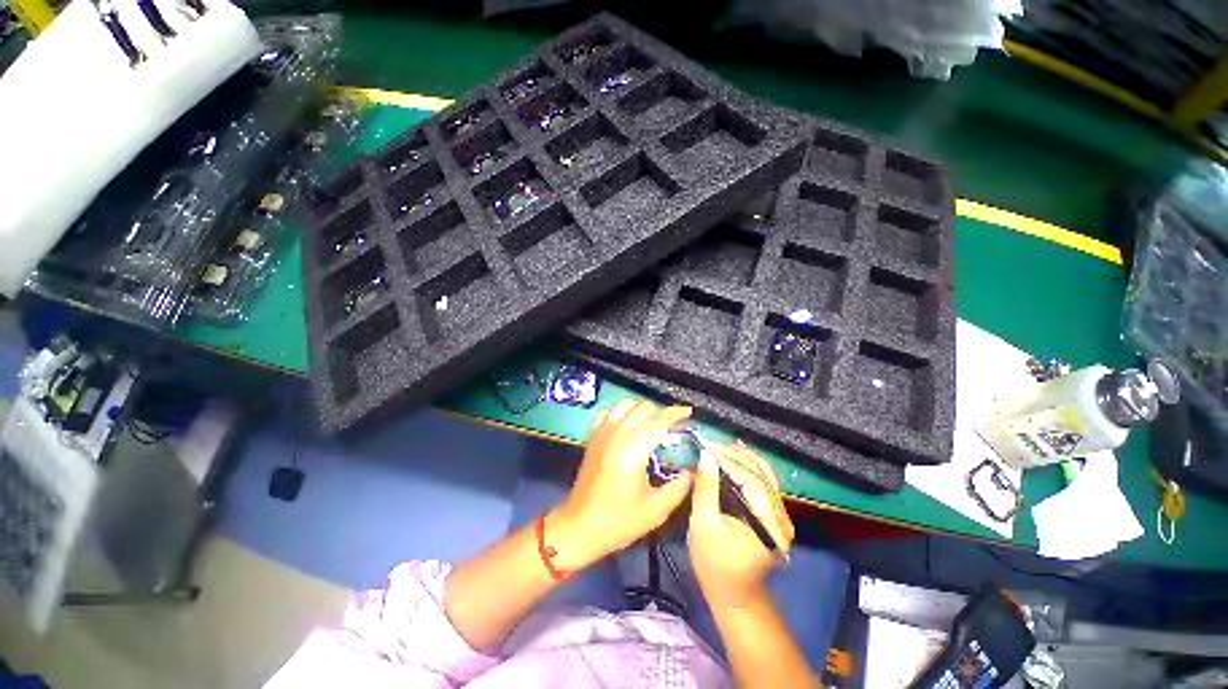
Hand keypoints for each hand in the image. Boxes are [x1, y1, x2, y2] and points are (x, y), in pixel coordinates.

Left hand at [551, 399, 693, 570]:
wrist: (580, 526)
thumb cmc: (619, 520)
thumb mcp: (656, 509)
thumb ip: (679, 486)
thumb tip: (695, 470)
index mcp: (634, 448)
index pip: (659, 420)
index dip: (676, 413)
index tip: (689, 413)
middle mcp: (617, 432)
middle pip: (643, 407)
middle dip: (662, 412)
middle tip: (674, 426)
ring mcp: (602, 431)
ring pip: (625, 403)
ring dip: (642, 407)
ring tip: (653, 421)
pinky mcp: (593, 435)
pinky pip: (608, 410)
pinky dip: (622, 409)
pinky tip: (628, 421)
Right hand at [689, 441, 794, 608]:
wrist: (733, 594)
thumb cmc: (714, 564)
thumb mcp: (704, 526)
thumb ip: (706, 488)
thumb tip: (705, 455)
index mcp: (769, 525)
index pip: (751, 479)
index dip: (727, 459)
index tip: (705, 444)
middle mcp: (781, 516)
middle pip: (760, 472)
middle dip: (733, 454)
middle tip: (708, 443)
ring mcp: (780, 514)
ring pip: (764, 473)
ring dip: (740, 456)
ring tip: (717, 446)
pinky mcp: (773, 512)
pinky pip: (762, 480)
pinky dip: (746, 465)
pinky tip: (731, 454)